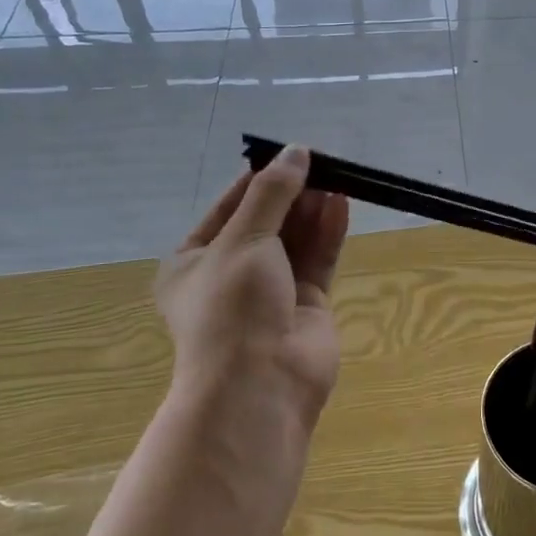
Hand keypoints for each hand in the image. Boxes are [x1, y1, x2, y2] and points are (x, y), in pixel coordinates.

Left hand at [155, 146, 349, 431]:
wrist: (258, 385)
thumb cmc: (232, 306)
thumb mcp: (243, 240)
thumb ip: (272, 193)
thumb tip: (296, 150)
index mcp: (194, 260)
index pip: (230, 207)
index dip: (260, 178)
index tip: (290, 154)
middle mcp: (230, 273)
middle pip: (266, 221)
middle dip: (291, 194)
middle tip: (320, 164)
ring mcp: (270, 290)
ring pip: (295, 240)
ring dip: (312, 210)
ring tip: (336, 178)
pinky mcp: (305, 304)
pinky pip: (317, 259)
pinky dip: (328, 232)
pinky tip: (341, 204)